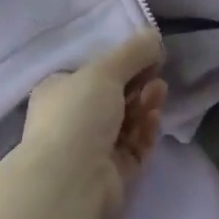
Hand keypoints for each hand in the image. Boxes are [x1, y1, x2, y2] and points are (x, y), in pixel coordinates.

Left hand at [19, 30, 167, 216]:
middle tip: (157, 74)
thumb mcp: (105, 71)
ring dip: (145, 105)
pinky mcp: (112, 175)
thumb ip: (133, 52)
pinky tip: (155, 119)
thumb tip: (154, 36)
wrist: (70, 182)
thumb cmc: (77, 115)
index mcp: (58, 92)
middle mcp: (71, 121)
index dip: (121, 63)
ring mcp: (91, 150)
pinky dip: (146, 132)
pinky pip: (134, 147)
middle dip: (138, 84)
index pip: (91, 73)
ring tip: (159, 92)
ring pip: (126, 122)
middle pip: (113, 97)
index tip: (147, 55)